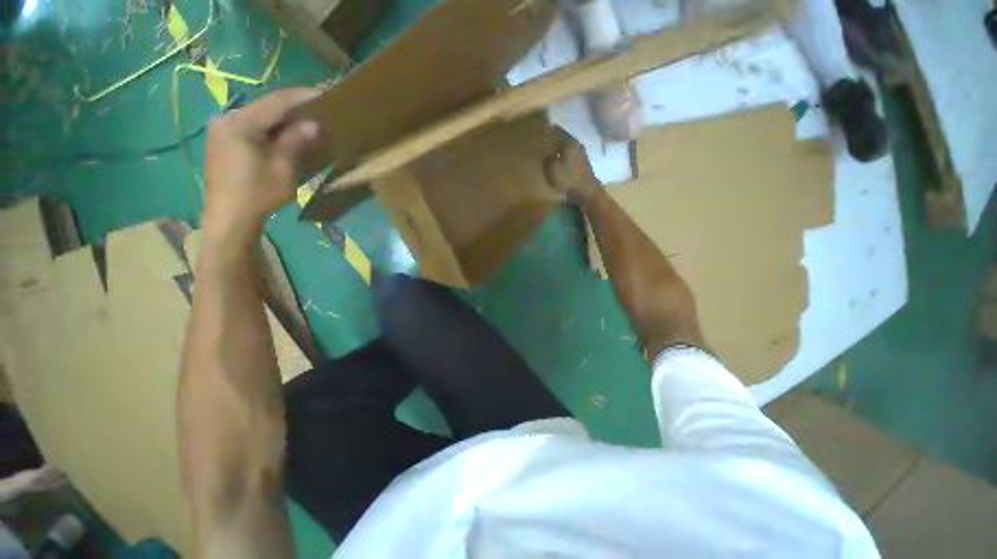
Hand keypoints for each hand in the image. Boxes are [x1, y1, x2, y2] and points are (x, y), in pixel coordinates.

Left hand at [203, 88, 320, 233]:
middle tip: (317, 109)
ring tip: (305, 122)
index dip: (301, 97)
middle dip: (292, 107)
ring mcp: (222, 130)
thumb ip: (296, 141)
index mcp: (241, 123)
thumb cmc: (259, 193)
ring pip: (258, 117)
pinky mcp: (222, 142)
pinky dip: (270, 129)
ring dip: (282, 119)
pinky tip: (284, 135)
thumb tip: (313, 124)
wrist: (229, 217)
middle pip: (265, 107)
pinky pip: (250, 127)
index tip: (324, 93)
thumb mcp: (283, 168)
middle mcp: (228, 119)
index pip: (276, 102)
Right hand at [544, 131, 600, 204]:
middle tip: (546, 142)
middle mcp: (578, 146)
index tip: (543, 129)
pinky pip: (571, 160)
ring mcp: (583, 157)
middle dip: (555, 141)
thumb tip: (548, 155)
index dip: (550, 131)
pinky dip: (565, 160)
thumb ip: (547, 159)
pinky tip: (560, 165)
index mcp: (570, 143)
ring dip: (560, 152)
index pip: (558, 132)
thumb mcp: (551, 168)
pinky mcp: (584, 167)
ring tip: (551, 154)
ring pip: (568, 151)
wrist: (587, 193)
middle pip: (564, 141)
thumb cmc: (568, 179)